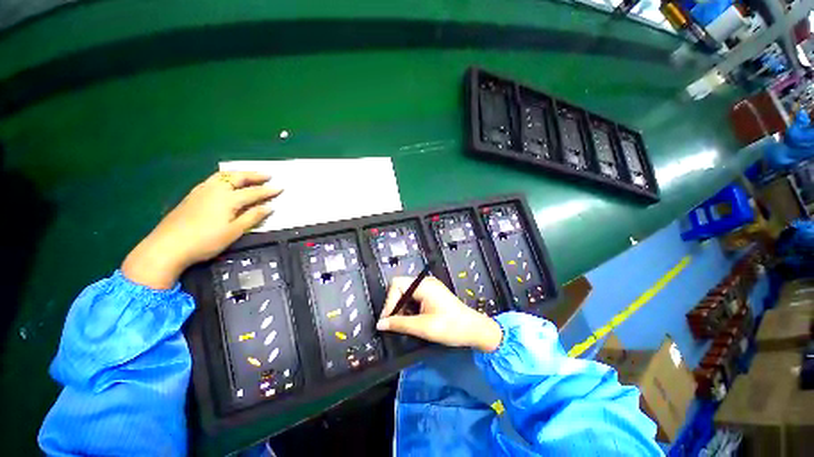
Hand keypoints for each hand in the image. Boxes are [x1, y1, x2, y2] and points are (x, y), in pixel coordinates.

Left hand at [122, 171, 281, 288]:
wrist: (167, 246)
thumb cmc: (205, 241)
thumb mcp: (234, 231)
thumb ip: (252, 217)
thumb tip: (269, 207)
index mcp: (228, 199)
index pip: (253, 192)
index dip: (268, 191)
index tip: (281, 188)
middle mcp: (215, 190)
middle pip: (238, 178)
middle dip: (254, 176)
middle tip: (268, 175)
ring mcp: (202, 191)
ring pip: (223, 176)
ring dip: (239, 174)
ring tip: (249, 175)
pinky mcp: (193, 195)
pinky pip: (213, 179)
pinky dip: (225, 177)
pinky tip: (226, 182)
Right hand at [377, 276, 502, 351]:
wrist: (474, 330)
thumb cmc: (451, 327)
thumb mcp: (424, 327)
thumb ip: (400, 324)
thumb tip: (380, 324)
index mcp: (424, 285)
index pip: (397, 285)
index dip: (389, 302)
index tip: (388, 320)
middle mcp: (425, 283)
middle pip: (400, 287)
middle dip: (395, 305)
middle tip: (395, 323)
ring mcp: (429, 288)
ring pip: (406, 294)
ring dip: (401, 308)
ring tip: (404, 324)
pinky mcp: (431, 295)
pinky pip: (413, 298)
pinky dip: (409, 309)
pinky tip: (412, 321)